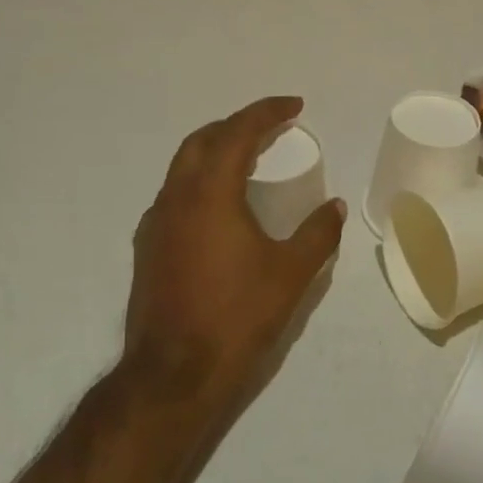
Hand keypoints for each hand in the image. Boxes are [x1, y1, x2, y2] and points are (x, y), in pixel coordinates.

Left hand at [122, 96, 345, 417]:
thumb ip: (317, 234)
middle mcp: (176, 198)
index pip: (238, 133)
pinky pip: (175, 195)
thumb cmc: (236, 316)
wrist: (172, 376)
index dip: (267, 112)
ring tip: (249, 160)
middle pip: (202, 141)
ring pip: (183, 167)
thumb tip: (334, 206)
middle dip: (237, 125)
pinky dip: (201, 182)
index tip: (294, 106)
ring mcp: (156, 224)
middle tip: (271, 128)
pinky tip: (221, 208)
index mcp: (210, 194)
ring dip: (216, 152)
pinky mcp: (148, 249)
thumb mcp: (291, 274)